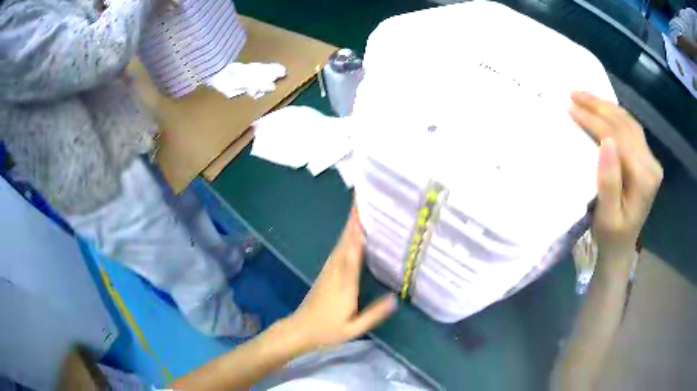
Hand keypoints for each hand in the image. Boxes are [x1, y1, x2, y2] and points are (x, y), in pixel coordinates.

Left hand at [284, 207, 396, 352]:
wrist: (300, 330)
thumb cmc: (327, 330)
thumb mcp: (353, 328)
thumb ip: (373, 314)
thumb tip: (395, 298)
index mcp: (344, 284)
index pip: (352, 253)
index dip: (356, 232)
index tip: (363, 214)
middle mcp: (335, 273)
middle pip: (344, 242)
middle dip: (352, 221)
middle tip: (362, 200)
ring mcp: (328, 272)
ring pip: (339, 244)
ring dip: (348, 226)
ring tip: (359, 211)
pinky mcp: (325, 274)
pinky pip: (337, 251)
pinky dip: (344, 238)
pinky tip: (350, 234)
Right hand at [569, 91, 662, 260]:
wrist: (622, 247)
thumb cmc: (611, 236)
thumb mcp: (607, 216)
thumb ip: (609, 182)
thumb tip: (605, 143)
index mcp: (644, 179)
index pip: (618, 138)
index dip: (594, 121)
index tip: (571, 108)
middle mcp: (651, 165)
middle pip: (625, 125)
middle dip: (598, 106)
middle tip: (573, 93)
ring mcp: (651, 160)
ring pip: (629, 122)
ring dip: (606, 106)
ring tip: (584, 95)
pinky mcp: (647, 159)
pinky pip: (631, 128)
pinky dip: (615, 114)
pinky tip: (603, 108)